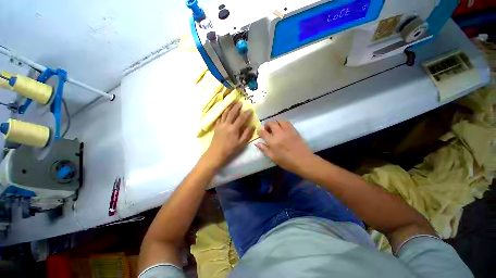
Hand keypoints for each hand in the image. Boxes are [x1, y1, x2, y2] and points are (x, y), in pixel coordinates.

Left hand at [203, 102, 254, 169]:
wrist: (216, 153)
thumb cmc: (229, 150)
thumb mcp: (240, 144)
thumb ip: (246, 134)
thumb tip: (252, 126)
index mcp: (233, 129)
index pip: (241, 118)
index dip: (246, 113)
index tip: (250, 109)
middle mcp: (226, 124)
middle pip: (232, 113)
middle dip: (236, 107)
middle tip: (240, 102)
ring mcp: (220, 125)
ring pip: (225, 114)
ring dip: (229, 108)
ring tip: (232, 103)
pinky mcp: (216, 127)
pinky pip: (220, 118)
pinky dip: (223, 114)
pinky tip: (224, 112)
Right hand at [255, 121, 314, 174]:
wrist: (304, 161)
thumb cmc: (287, 162)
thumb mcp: (273, 158)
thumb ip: (264, 149)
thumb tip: (257, 143)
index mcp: (273, 141)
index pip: (263, 132)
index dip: (259, 131)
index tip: (259, 133)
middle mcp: (279, 133)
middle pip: (271, 123)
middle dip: (267, 125)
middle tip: (267, 130)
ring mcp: (287, 131)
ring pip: (279, 121)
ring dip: (275, 123)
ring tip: (275, 128)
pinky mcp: (294, 130)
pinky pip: (287, 123)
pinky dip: (283, 123)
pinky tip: (283, 129)